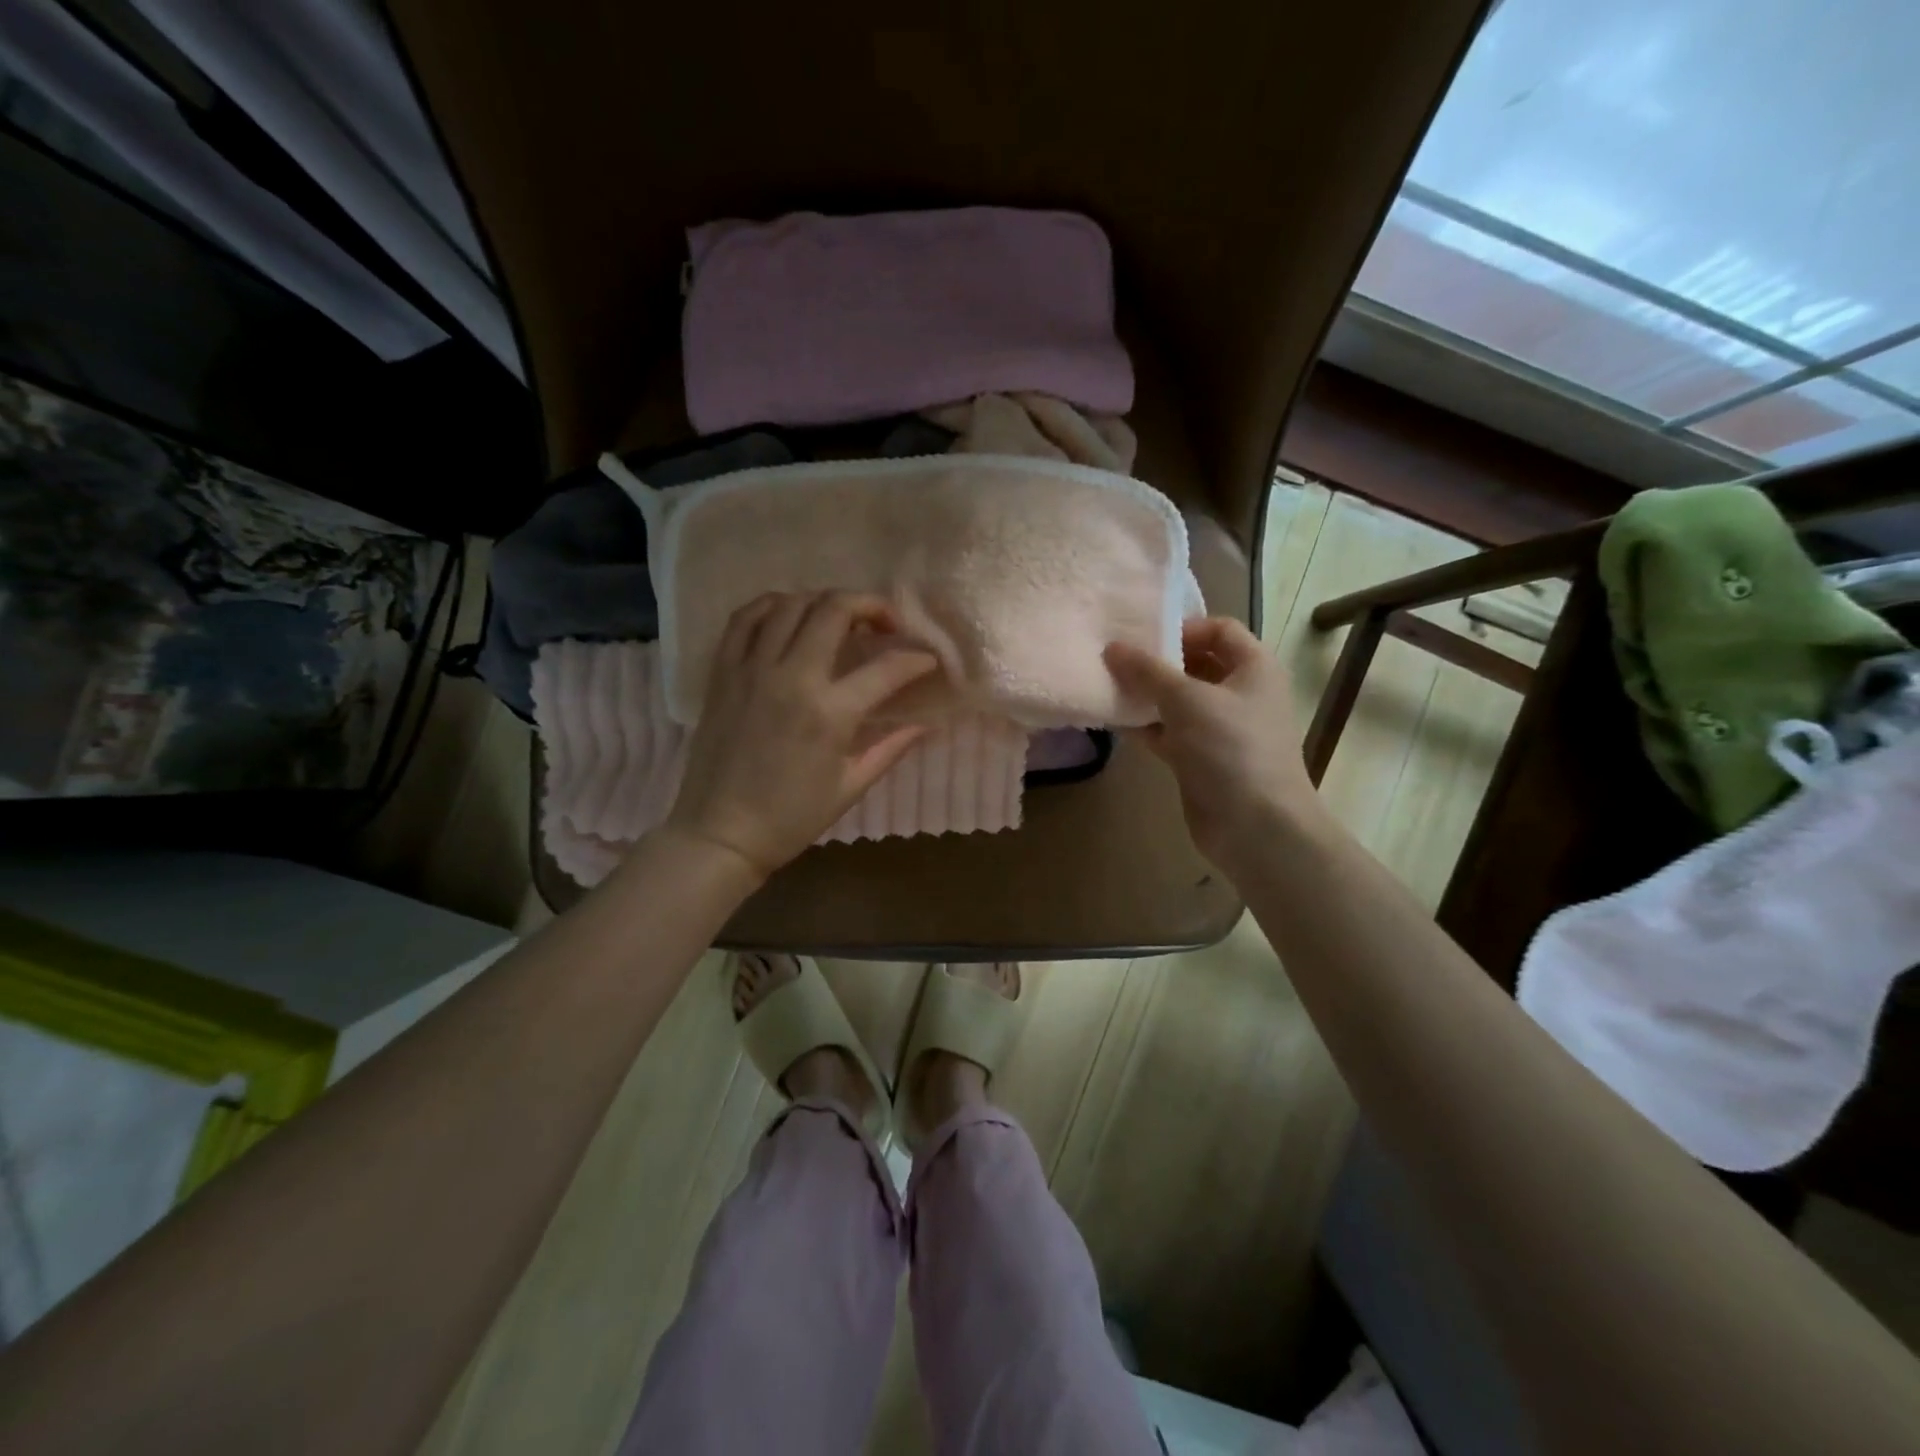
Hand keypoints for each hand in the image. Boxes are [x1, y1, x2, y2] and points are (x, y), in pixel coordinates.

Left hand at [664, 591, 938, 880]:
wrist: (720, 833)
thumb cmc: (791, 818)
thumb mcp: (850, 787)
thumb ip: (890, 748)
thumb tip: (926, 724)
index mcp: (830, 714)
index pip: (887, 668)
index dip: (916, 659)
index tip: (927, 661)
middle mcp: (792, 678)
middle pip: (835, 610)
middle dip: (871, 605)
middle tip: (885, 624)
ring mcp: (752, 669)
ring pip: (792, 604)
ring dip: (824, 601)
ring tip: (841, 619)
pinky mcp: (723, 671)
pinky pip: (746, 618)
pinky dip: (772, 605)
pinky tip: (790, 615)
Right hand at [1104, 618, 1324, 868]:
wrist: (1256, 827)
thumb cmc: (1230, 748)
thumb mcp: (1186, 699)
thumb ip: (1147, 670)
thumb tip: (1112, 647)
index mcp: (1254, 668)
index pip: (1219, 630)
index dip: (1183, 628)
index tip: (1142, 638)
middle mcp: (1241, 693)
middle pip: (1195, 664)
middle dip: (1157, 662)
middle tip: (1115, 660)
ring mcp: (1222, 729)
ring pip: (1178, 701)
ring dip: (1146, 695)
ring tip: (1107, 686)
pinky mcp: (1202, 759)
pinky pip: (1170, 732)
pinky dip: (1145, 726)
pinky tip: (1113, 721)